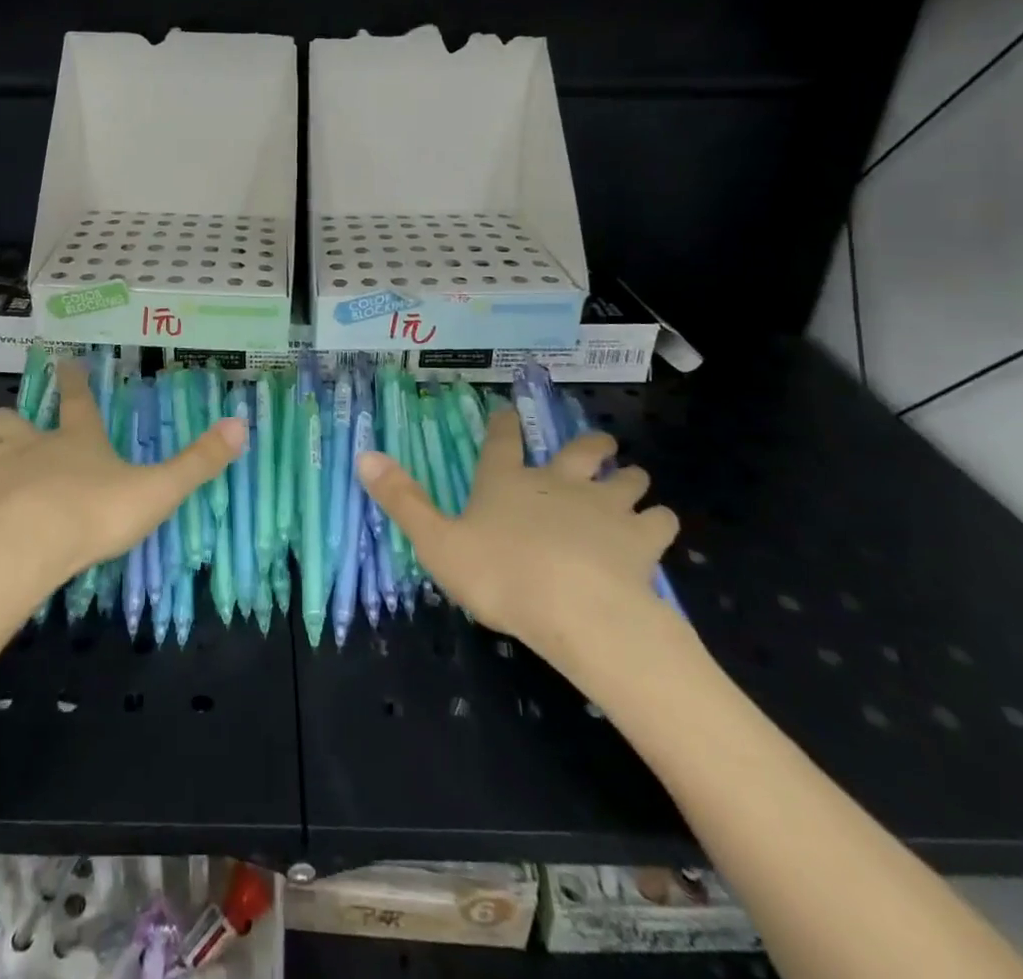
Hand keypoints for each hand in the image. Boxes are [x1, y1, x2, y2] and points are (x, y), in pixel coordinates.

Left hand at [0, 362, 244, 596]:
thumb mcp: (158, 489)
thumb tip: (241, 424)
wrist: (27, 547)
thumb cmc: (95, 515)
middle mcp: (29, 443)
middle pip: (11, 418)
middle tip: (17, 428)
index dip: (73, 378)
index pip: (76, 397)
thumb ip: (198, 461)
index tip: (64, 362)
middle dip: (12, 420)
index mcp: (75, 438)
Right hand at [358, 409, 682, 687]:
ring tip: (633, 483)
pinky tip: (657, 529)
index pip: (502, 441)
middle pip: (581, 450)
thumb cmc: (500, 575)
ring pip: (627, 480)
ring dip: (630, 479)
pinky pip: (659, 521)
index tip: (510, 412)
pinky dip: (659, 522)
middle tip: (598, 444)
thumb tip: (363, 455)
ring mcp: (605, 506)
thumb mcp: (436, 542)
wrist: (578, 610)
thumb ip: (402, 500)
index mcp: (507, 482)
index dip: (504, 425)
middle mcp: (559, 481)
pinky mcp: (642, 538)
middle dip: (590, 444)